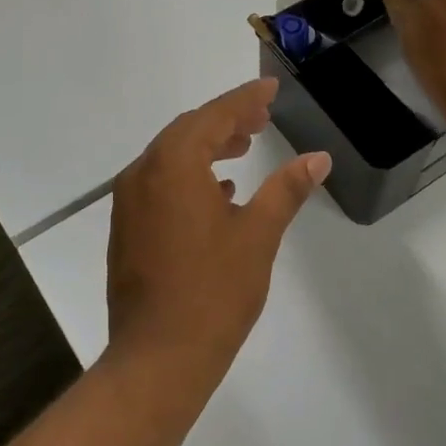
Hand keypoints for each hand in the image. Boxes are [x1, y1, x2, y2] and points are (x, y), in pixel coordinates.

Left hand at [105, 80, 331, 395]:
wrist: (158, 357)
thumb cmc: (214, 292)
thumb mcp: (258, 235)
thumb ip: (285, 189)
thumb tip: (318, 158)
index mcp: (173, 165)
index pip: (213, 116)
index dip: (244, 99)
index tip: (270, 88)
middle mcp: (142, 174)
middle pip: (187, 131)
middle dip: (226, 120)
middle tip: (262, 117)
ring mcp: (129, 203)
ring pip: (170, 157)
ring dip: (206, 146)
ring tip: (243, 147)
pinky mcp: (126, 229)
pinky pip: (159, 183)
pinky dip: (188, 176)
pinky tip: (218, 192)